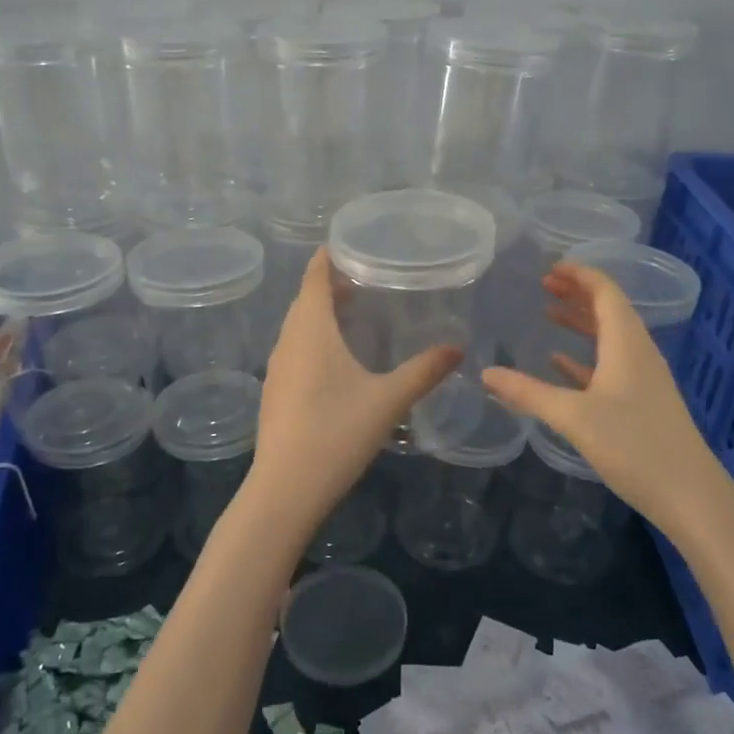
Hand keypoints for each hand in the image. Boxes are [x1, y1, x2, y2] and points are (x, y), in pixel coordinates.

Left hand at [249, 249, 461, 530]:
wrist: (286, 489)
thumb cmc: (337, 433)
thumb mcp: (389, 400)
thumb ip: (424, 371)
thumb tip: (458, 348)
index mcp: (311, 330)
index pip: (314, 278)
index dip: (328, 258)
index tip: (350, 244)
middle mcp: (288, 341)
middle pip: (305, 300)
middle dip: (330, 285)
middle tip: (366, 278)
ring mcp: (277, 368)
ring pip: (298, 327)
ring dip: (321, 314)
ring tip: (355, 313)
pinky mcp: (275, 392)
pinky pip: (295, 350)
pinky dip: (314, 339)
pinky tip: (336, 360)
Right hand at [481, 262, 711, 524]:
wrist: (689, 494)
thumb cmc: (634, 445)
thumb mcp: (574, 416)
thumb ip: (528, 393)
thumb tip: (486, 373)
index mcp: (627, 344)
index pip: (606, 293)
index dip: (580, 275)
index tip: (550, 267)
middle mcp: (637, 353)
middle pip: (608, 310)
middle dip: (577, 293)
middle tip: (543, 284)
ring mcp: (642, 378)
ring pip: (608, 337)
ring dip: (580, 322)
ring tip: (548, 313)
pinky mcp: (640, 402)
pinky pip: (609, 365)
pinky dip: (584, 356)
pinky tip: (560, 362)